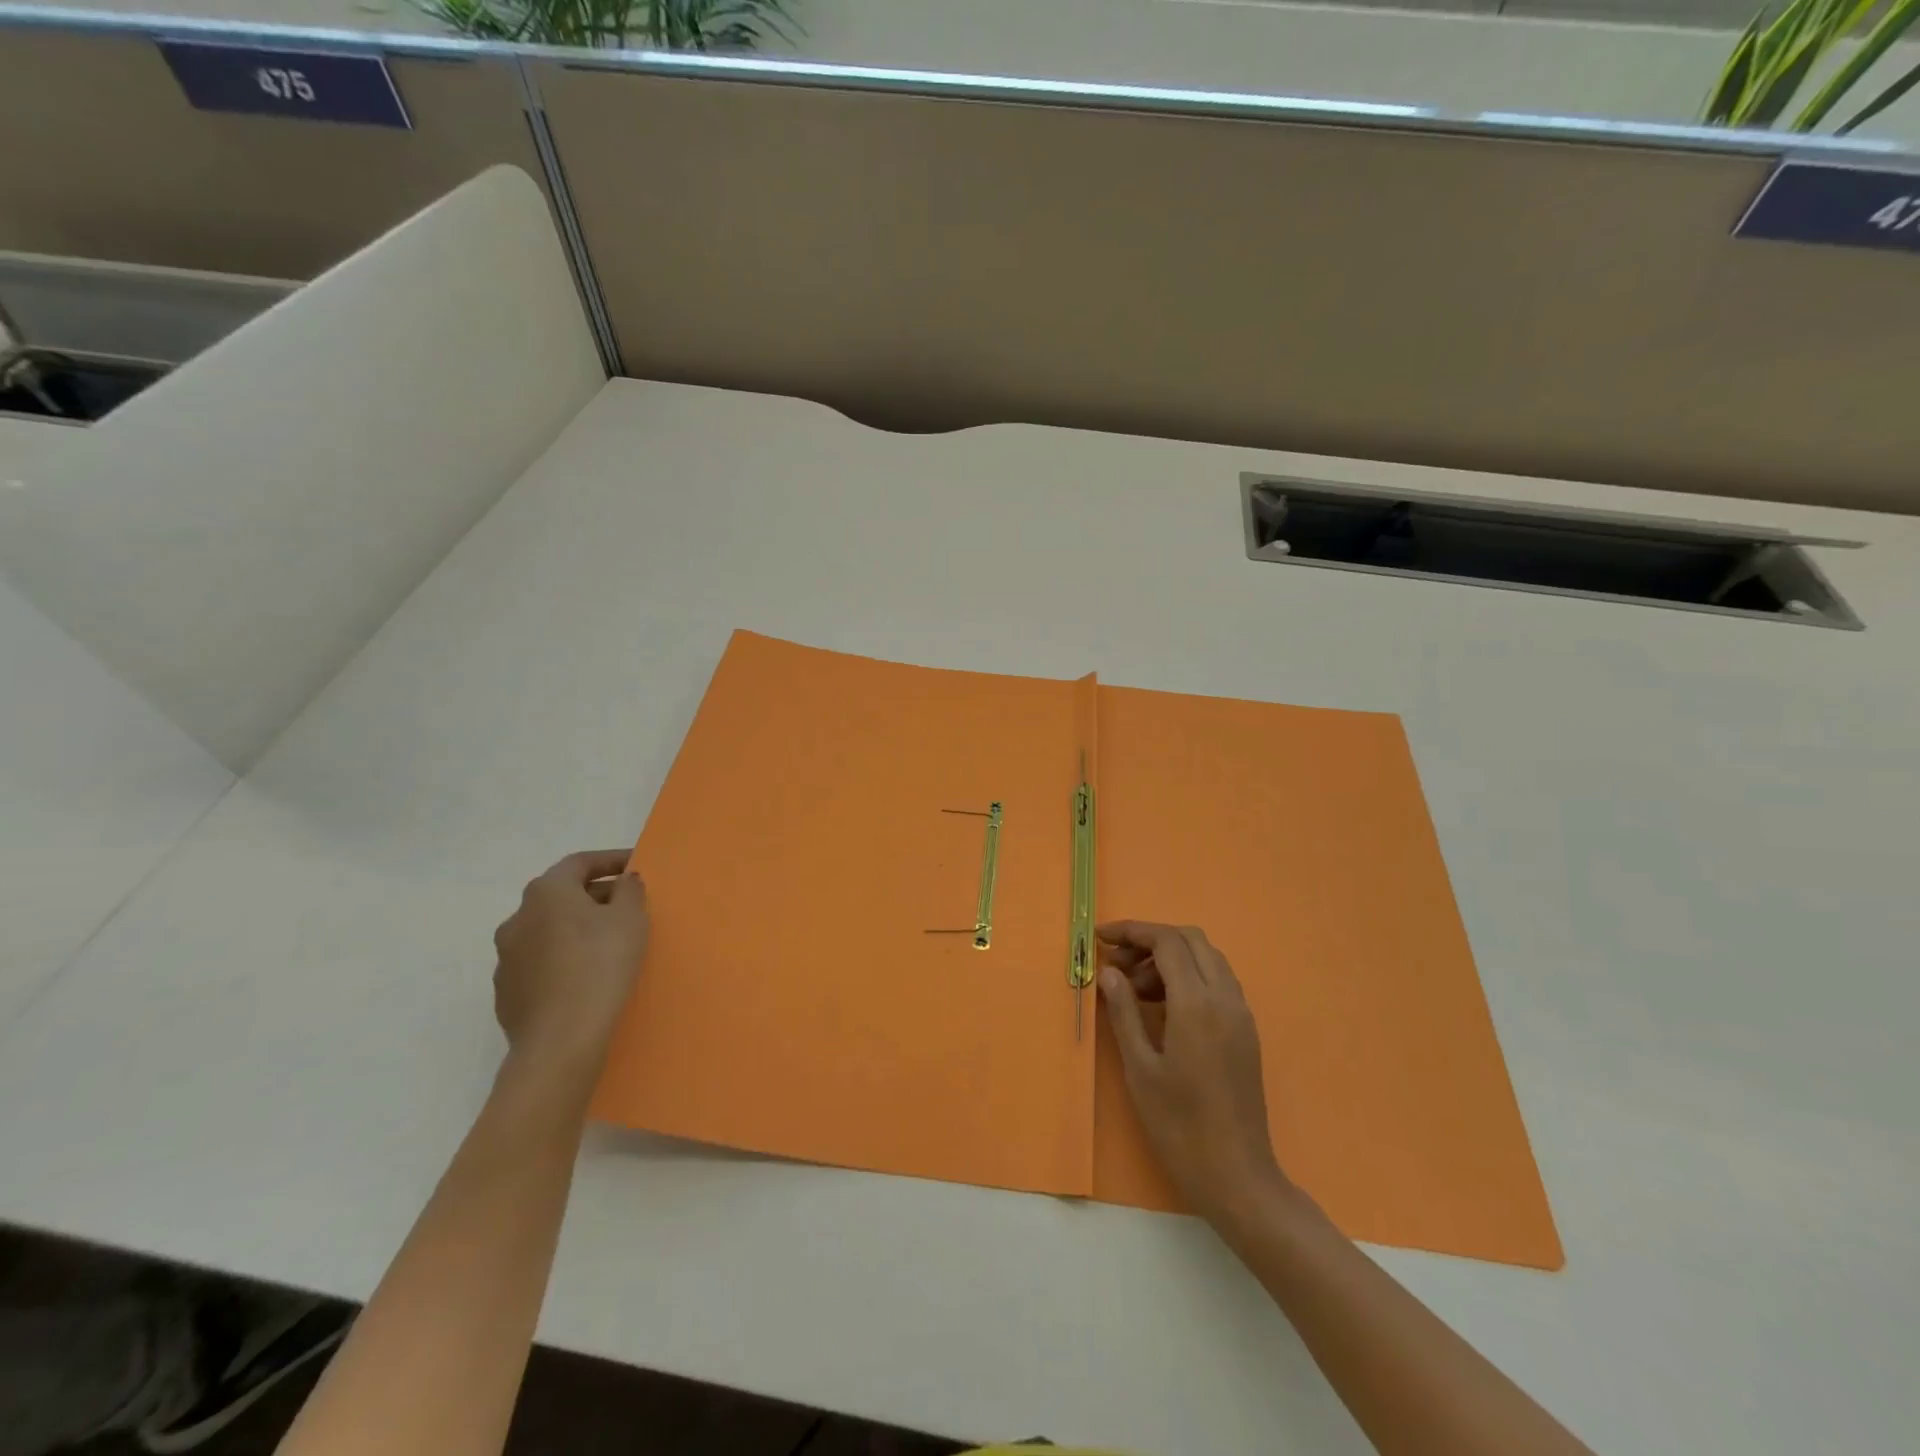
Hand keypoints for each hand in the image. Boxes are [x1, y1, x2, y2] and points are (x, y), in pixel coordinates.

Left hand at [492, 849, 649, 1076]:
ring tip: (609, 943)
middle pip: (561, 895)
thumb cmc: (600, 965)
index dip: (611, 860)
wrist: (560, 1040)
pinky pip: (541, 963)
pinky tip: (586, 976)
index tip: (636, 866)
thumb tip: (624, 881)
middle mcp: (517, 918)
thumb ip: (630, 890)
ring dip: (577, 929)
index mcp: (547, 892)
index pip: (580, 863)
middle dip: (596, 896)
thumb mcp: (630, 919)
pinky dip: (564, 959)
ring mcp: (506, 957)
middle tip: (629, 906)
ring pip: (548, 930)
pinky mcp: (507, 992)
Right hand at [1098, 921, 1291, 1223]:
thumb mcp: (1140, 1068)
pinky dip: (1189, 976)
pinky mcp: (1246, 1031)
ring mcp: (1241, 1014)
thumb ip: (1124, 1011)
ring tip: (1134, 989)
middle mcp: (1225, 998)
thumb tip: (1110, 972)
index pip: (1166, 942)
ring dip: (1170, 958)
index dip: (1132, 931)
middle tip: (1116, 964)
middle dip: (1150, 940)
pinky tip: (1163, 1006)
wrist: (1236, 1176)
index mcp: (1197, 1003)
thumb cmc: (1178, 1125)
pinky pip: (1218, 982)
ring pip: (1207, 958)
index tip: (1100, 938)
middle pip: (1190, 940)